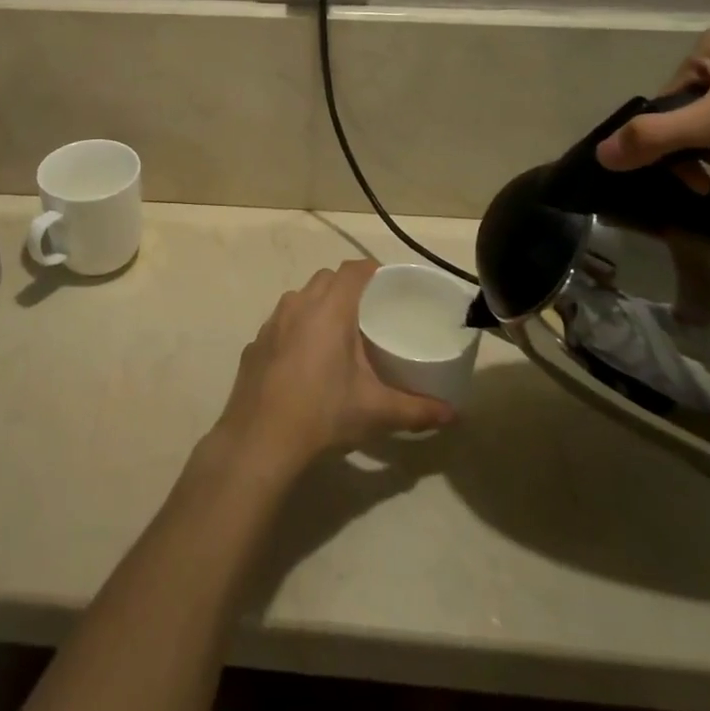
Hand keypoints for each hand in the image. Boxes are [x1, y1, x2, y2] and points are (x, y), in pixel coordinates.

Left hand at [211, 260, 454, 478]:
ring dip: (320, 306)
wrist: (260, 440)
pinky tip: (305, 362)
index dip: (372, 270)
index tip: (389, 285)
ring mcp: (271, 323)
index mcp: (329, 310)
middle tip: (370, 314)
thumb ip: (418, 410)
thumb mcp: (377, 412)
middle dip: (348, 287)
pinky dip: (296, 330)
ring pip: (300, 299)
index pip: (353, 270)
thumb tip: (453, 414)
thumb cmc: (323, 414)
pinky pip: (281, 324)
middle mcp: (298, 305)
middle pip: (326, 279)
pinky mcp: (255, 344)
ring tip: (339, 336)